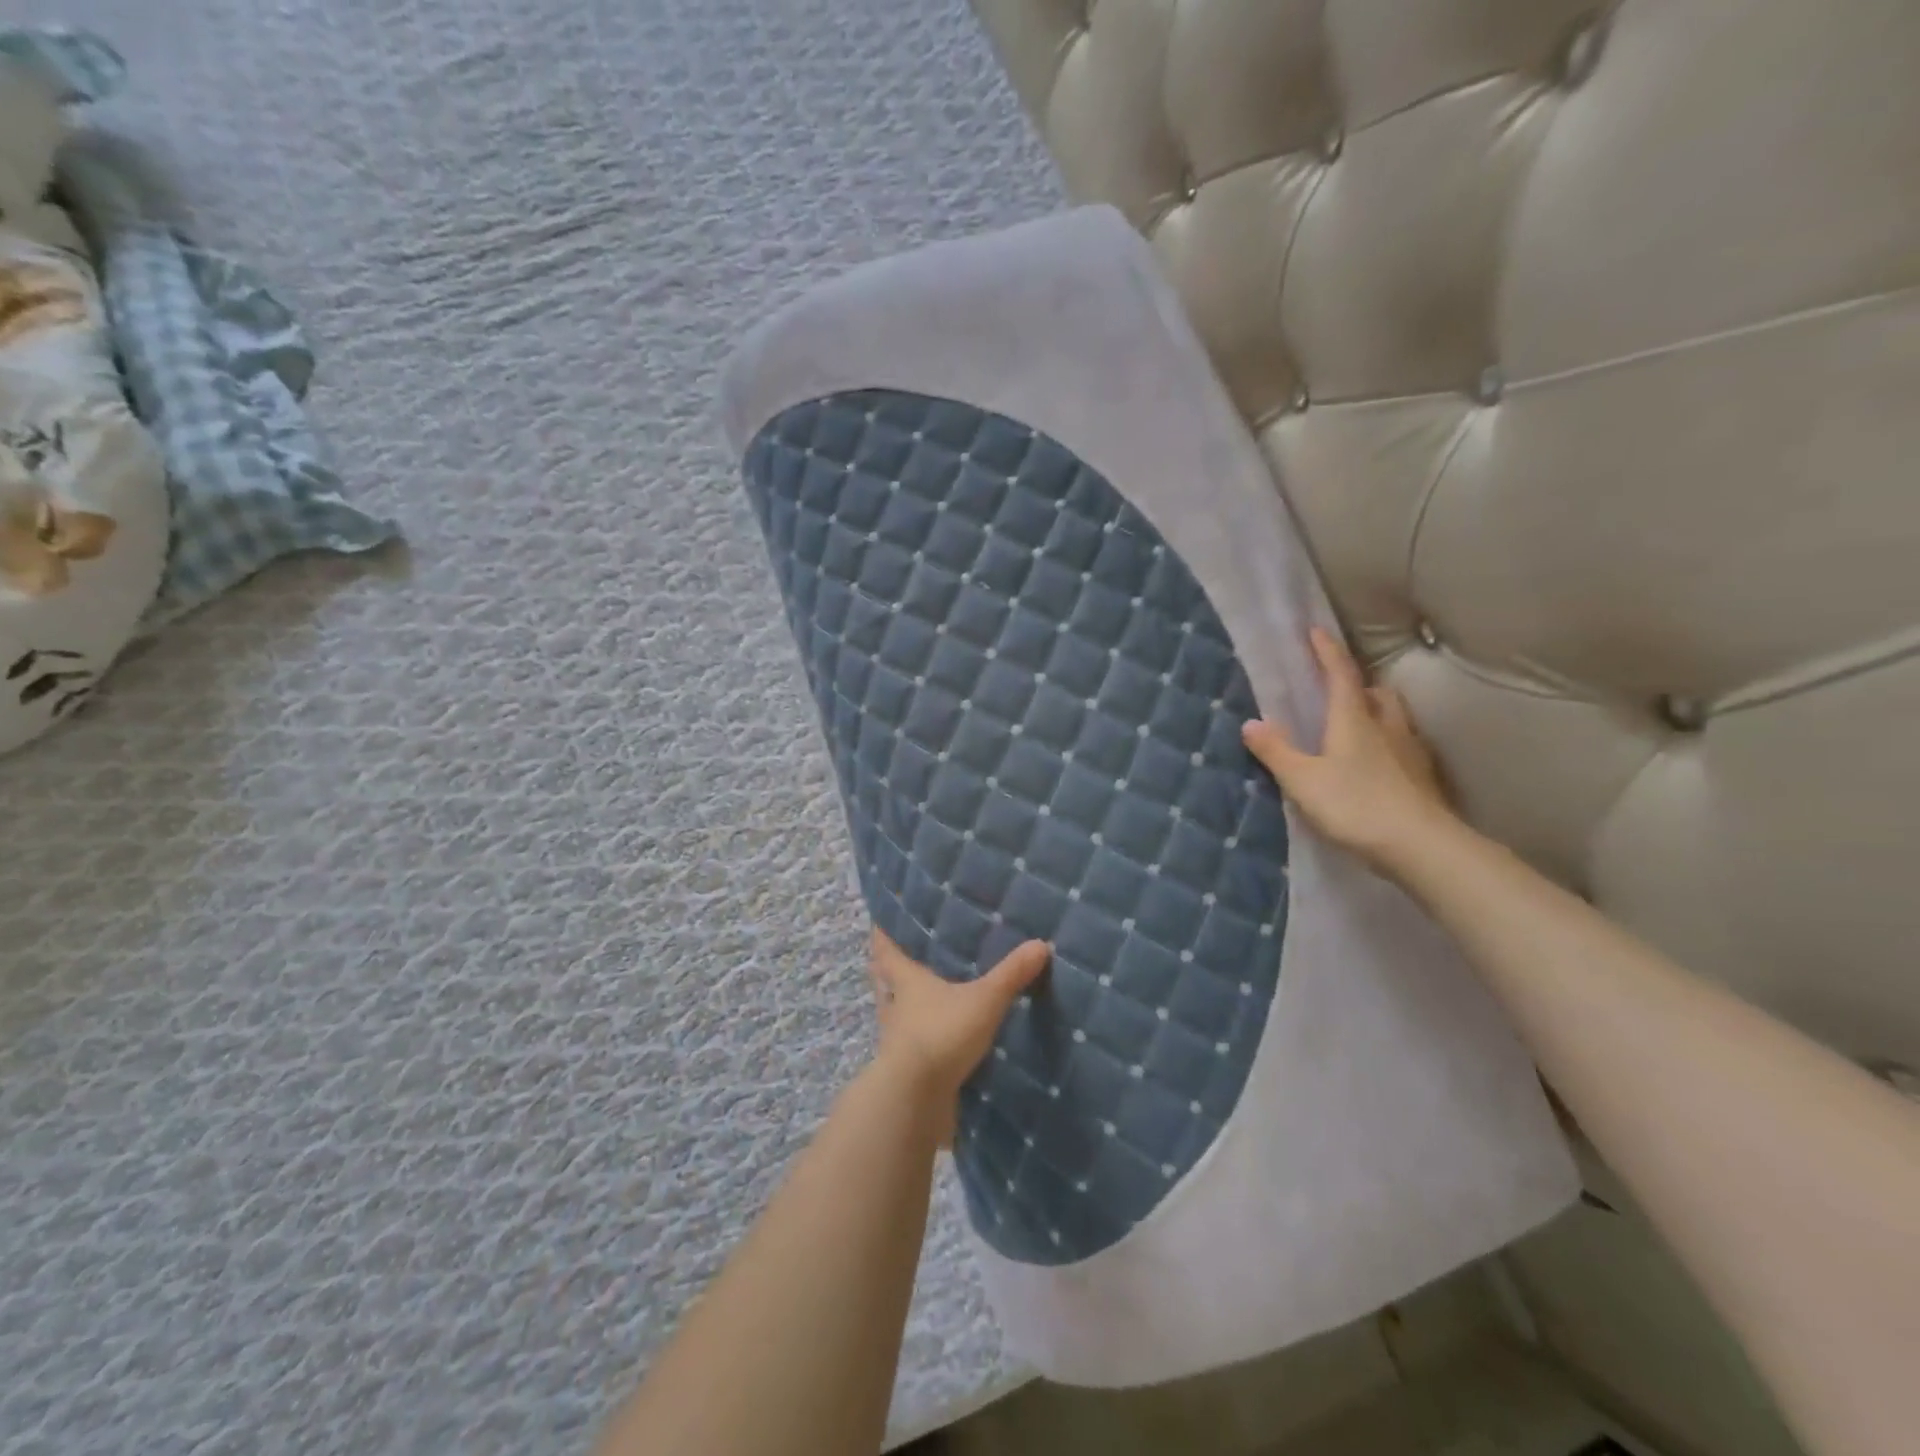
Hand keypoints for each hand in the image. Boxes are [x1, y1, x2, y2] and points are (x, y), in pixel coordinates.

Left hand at [866, 929, 1049, 1143]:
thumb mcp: (983, 1000)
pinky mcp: (906, 1071)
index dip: (883, 935)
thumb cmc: (941, 1034)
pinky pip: (911, 1049)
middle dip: (891, 972)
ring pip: (897, 1017)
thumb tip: (1041, 944)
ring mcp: (898, 1042)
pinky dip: (920, 1042)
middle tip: (905, 959)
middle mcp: (896, 1008)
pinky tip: (937, 1042)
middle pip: (885, 983)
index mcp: (907, 982)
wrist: (915, 1099)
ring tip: (925, 1001)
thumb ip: (1010, 975)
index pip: (886, 951)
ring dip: (905, 1009)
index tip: (880, 920)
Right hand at [1241, 627, 1455, 876]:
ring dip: (1379, 712)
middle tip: (1341, 688)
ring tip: (1362, 724)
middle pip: (1377, 693)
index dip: (1327, 651)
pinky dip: (1391, 744)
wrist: (1422, 847)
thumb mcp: (1302, 780)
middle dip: (1359, 684)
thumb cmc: (1355, 805)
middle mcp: (1386, 727)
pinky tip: (1381, 764)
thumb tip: (1251, 723)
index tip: (1316, 630)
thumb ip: (1276, 751)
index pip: (1340, 675)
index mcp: (1354, 720)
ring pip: (1396, 719)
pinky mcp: (1425, 780)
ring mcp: (1411, 753)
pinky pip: (1406, 747)